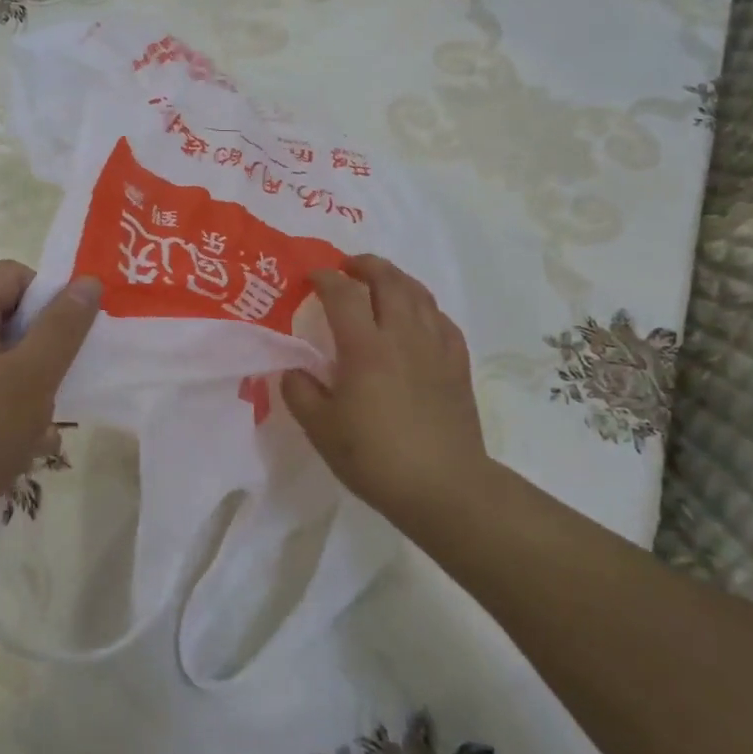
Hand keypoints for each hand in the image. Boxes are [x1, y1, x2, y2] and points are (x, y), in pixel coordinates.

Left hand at [0, 262, 101, 573]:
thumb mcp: (31, 378)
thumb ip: (63, 327)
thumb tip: (88, 281)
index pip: (13, 274)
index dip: (49, 295)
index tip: (71, 337)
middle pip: (8, 312)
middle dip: (43, 343)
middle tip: (61, 379)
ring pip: (2, 352)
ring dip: (32, 378)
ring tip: (44, 417)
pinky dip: (11, 400)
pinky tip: (25, 438)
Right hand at [282, 255, 489, 517]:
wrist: (444, 487)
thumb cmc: (376, 458)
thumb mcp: (321, 429)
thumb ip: (299, 392)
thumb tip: (295, 370)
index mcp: (365, 347)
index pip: (343, 294)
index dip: (324, 278)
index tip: (310, 277)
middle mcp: (403, 336)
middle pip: (388, 280)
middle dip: (365, 266)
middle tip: (347, 267)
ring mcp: (435, 347)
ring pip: (418, 294)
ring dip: (396, 279)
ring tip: (380, 282)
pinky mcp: (457, 364)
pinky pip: (441, 319)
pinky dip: (423, 307)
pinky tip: (416, 317)